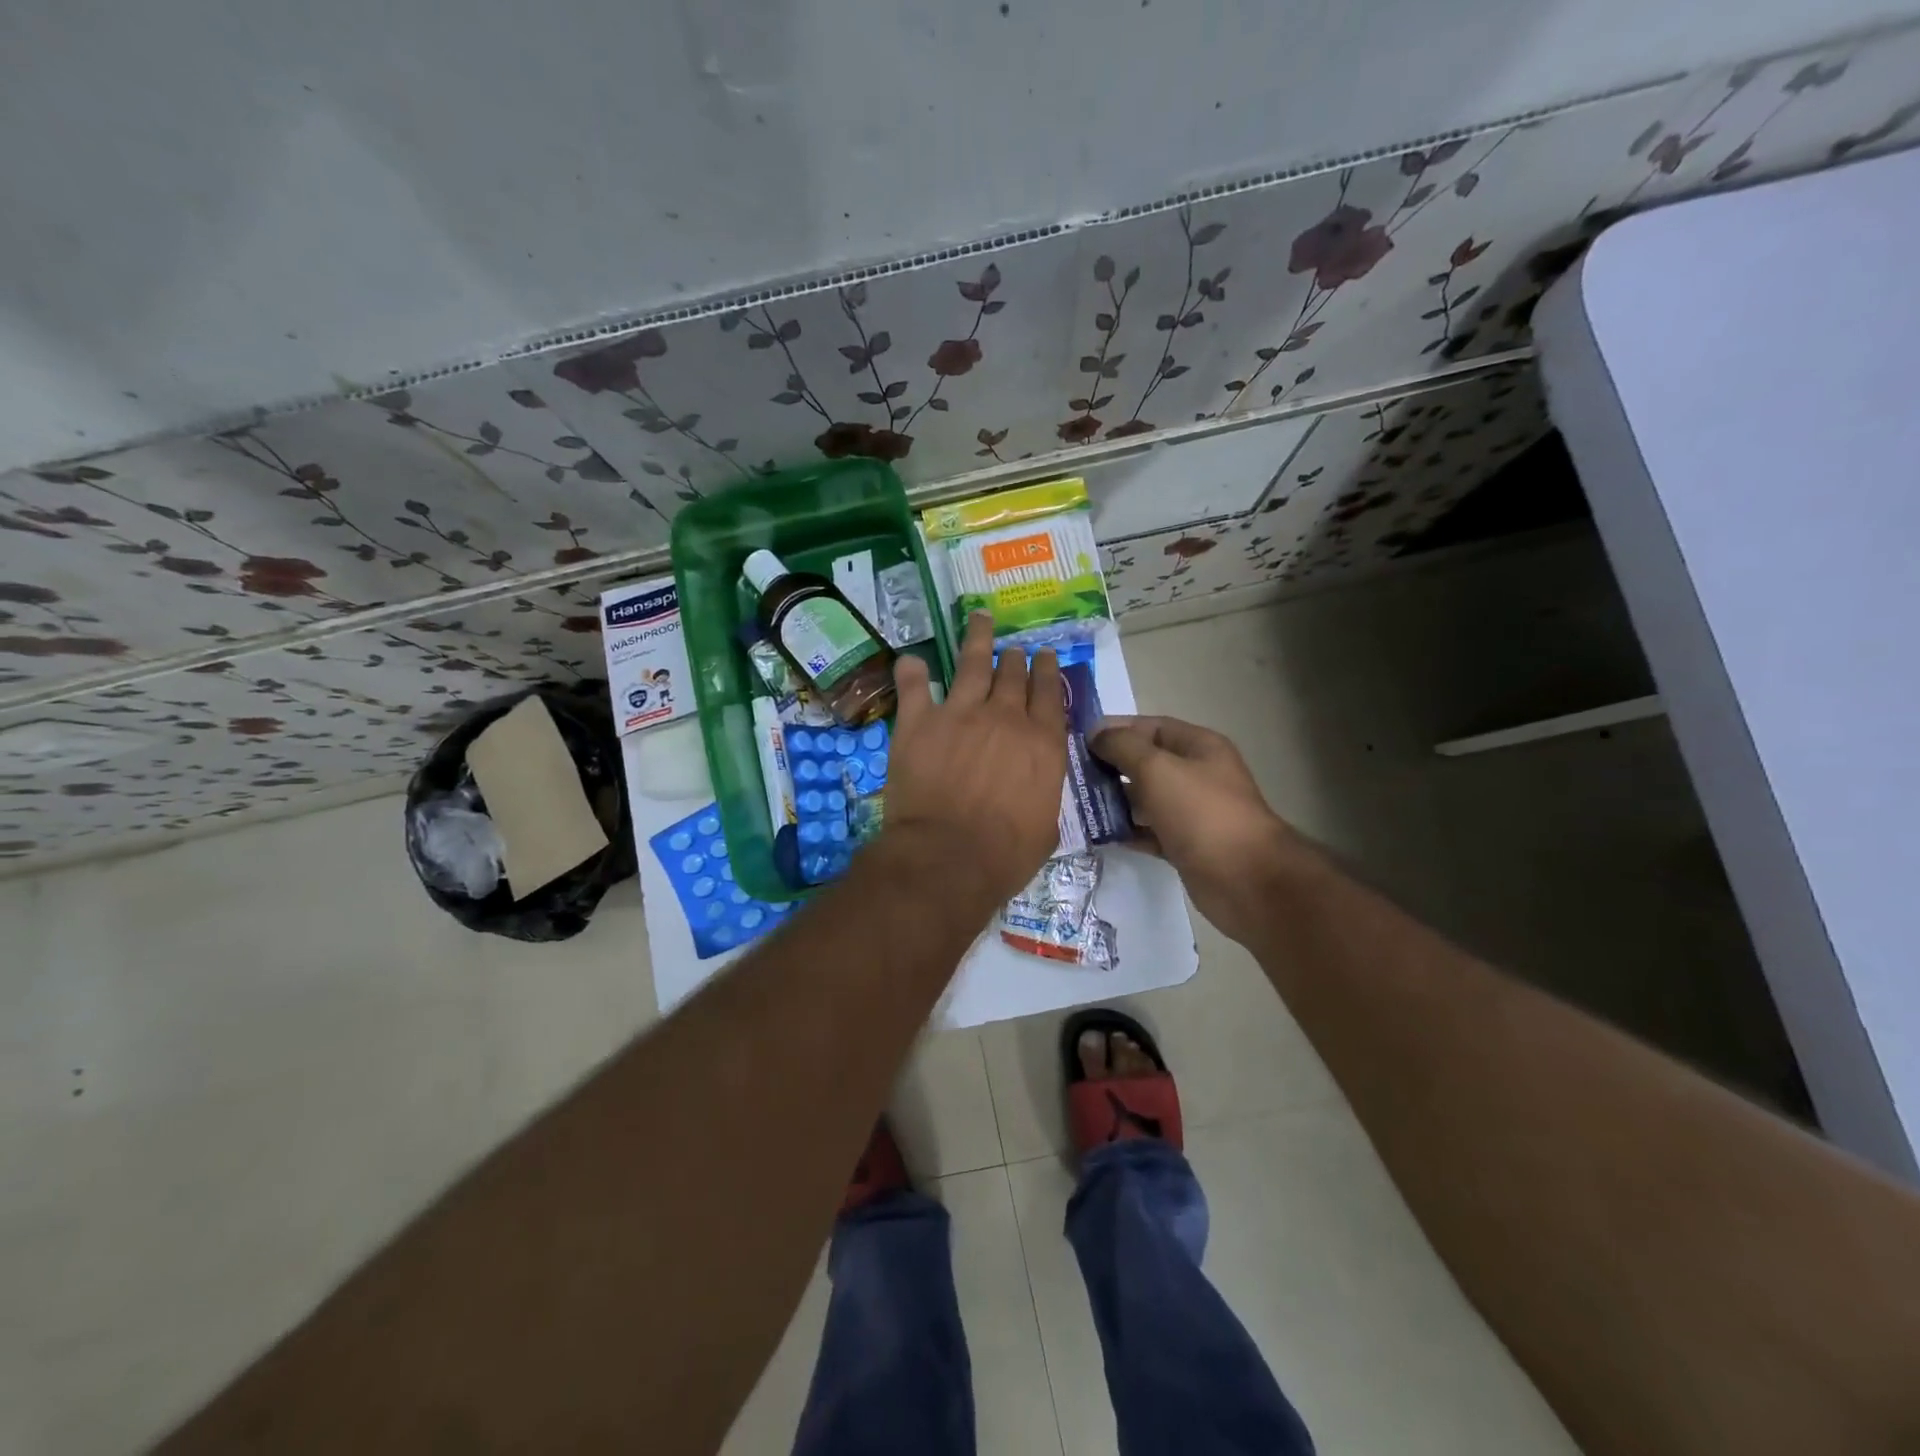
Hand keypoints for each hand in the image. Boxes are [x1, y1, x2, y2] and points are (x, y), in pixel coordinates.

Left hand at [885, 613, 1066, 911]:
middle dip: (1016, 658)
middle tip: (1015, 649)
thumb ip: (1043, 796)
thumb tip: (1035, 789)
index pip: (1050, 694)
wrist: (948, 856)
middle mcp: (1006, 717)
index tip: (1046, 657)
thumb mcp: (1045, 828)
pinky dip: (911, 671)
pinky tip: (912, 660)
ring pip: (972, 663)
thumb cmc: (1004, 855)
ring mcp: (960, 713)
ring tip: (979, 618)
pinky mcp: (919, 722)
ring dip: (977, 638)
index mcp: (1042, 743)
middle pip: (1014, 674)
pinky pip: (914, 686)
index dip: (1049, 671)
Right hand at [1091, 715, 1303, 945]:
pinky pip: (1150, 831)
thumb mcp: (1157, 769)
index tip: (1079, 740)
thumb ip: (1123, 747)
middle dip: (1111, 766)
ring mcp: (1193, 812)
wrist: (1245, 880)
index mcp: (1199, 747)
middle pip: (1147, 763)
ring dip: (1115, 800)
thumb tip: (1097, 734)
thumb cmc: (1201, 813)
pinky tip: (1101, 834)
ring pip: (1146, 799)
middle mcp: (1198, 775)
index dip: (1116, 729)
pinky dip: (1128, 831)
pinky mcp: (1187, 845)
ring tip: (1079, 804)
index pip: (1151, 727)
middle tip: (1073, 774)